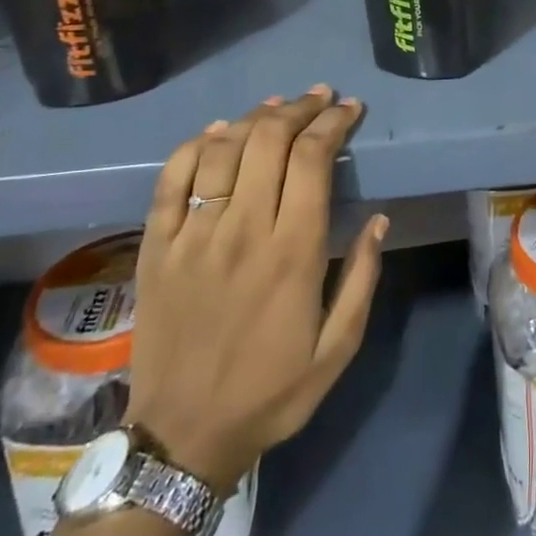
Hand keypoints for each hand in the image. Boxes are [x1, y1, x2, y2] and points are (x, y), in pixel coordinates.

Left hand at [126, 86, 386, 490]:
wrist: (183, 437)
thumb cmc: (271, 391)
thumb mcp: (338, 348)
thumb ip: (363, 278)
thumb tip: (379, 218)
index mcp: (293, 251)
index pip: (314, 159)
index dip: (333, 123)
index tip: (350, 108)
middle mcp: (243, 230)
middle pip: (269, 141)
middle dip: (299, 109)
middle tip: (319, 98)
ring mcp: (194, 236)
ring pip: (223, 150)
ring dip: (254, 118)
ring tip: (277, 107)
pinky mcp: (156, 247)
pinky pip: (171, 179)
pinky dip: (195, 145)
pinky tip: (216, 132)